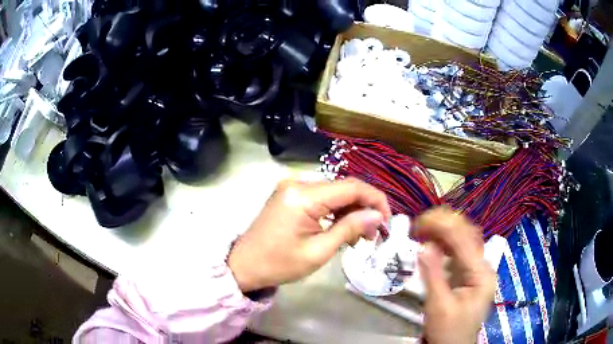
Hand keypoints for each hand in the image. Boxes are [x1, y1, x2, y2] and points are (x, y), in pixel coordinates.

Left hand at [228, 178, 391, 291]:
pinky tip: (342, 228)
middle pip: (343, 188)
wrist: (244, 265)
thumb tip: (377, 216)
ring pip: (334, 193)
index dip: (375, 200)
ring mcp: (292, 187)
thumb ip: (349, 228)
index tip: (387, 220)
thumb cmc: (279, 264)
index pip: (351, 187)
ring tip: (359, 236)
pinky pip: (320, 198)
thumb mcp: (319, 251)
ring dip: (350, 211)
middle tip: (374, 234)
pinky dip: (335, 211)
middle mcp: (298, 183)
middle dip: (364, 208)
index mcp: (303, 195)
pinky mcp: (289, 194)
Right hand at [411, 207, 495, 343]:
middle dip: (444, 224)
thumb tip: (424, 246)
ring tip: (423, 229)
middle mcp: (483, 266)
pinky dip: (444, 243)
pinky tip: (432, 242)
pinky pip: (458, 251)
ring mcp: (477, 269)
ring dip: (444, 230)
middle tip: (419, 223)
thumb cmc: (448, 331)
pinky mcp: (469, 274)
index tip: (419, 223)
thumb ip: (433, 275)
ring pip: (464, 239)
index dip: (442, 226)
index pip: (464, 240)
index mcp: (481, 274)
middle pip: (468, 234)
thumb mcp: (439, 306)